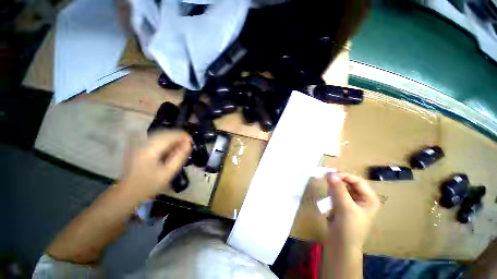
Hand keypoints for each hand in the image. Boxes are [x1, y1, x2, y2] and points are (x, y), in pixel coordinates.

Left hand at [119, 130, 191, 199]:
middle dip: (179, 137)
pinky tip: (171, 150)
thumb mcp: (168, 172)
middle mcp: (144, 143)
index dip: (183, 136)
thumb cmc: (149, 185)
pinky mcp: (140, 148)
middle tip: (188, 146)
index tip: (192, 142)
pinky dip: (166, 143)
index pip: (170, 135)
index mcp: (150, 148)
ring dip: (173, 140)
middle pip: (165, 133)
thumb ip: (179, 156)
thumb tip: (189, 144)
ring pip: (161, 136)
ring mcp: (140, 144)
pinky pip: (156, 140)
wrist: (127, 193)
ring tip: (181, 148)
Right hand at [325, 172, 379, 251]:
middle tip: (326, 176)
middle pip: (350, 183)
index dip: (345, 176)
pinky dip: (332, 190)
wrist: (341, 244)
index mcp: (369, 199)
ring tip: (326, 183)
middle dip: (338, 179)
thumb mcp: (345, 207)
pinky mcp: (342, 204)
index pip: (358, 181)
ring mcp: (352, 202)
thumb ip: (338, 189)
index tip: (331, 174)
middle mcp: (362, 198)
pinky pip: (337, 193)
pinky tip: (327, 192)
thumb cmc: (349, 227)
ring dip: (334, 184)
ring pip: (342, 187)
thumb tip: (330, 173)